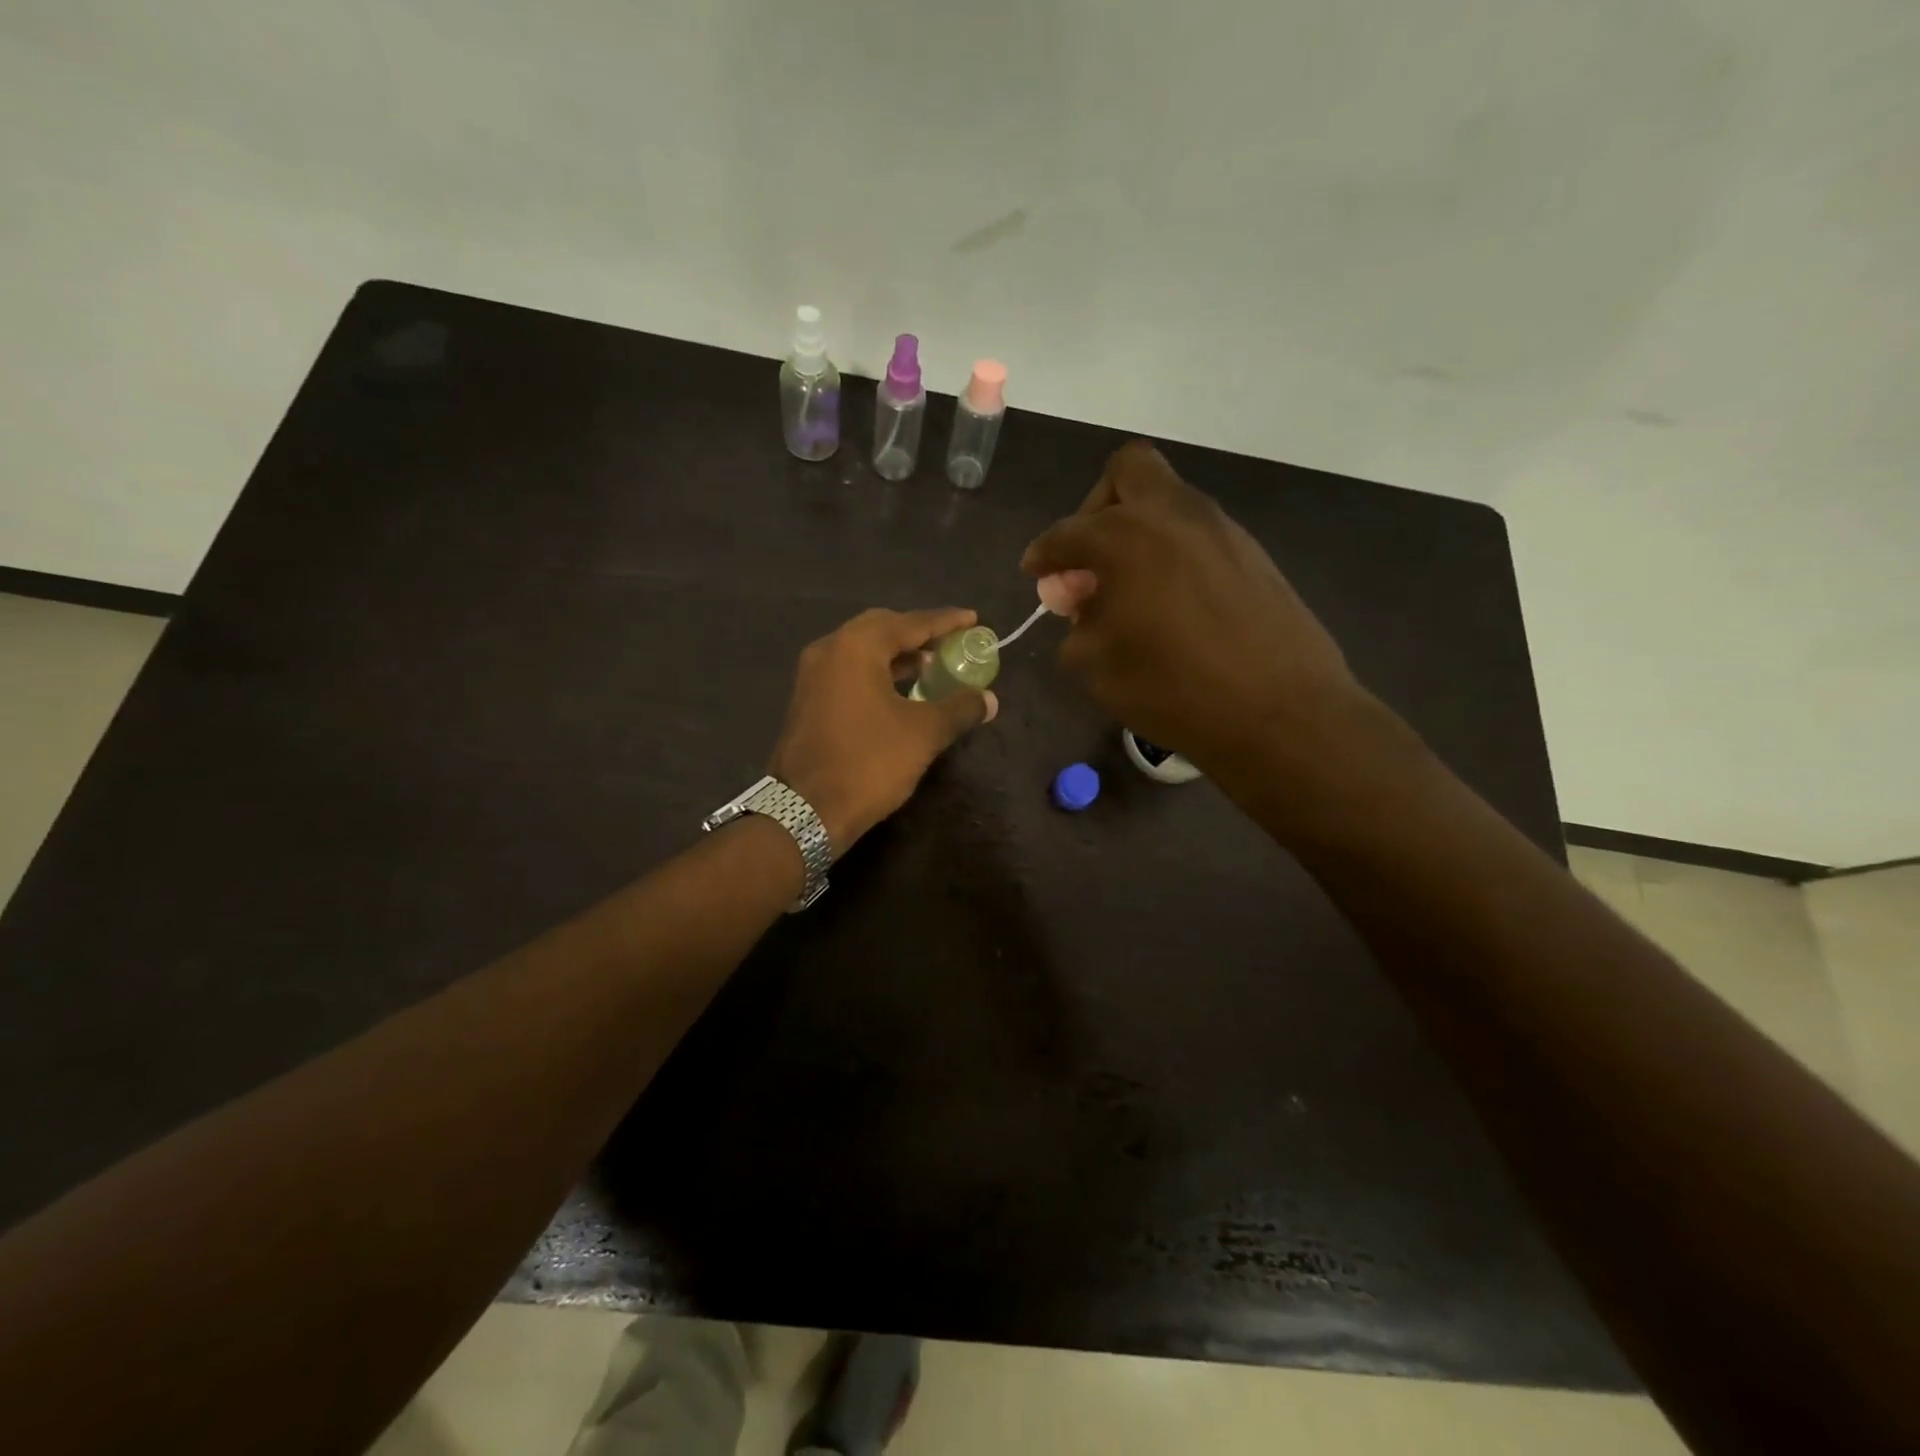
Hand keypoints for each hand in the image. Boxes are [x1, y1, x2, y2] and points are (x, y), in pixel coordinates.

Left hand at [768, 608, 997, 854]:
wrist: (804, 810)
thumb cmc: (868, 763)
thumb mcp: (923, 734)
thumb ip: (959, 708)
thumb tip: (989, 699)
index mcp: (856, 647)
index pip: (910, 623)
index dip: (945, 621)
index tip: (973, 619)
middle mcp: (829, 650)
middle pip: (881, 628)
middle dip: (918, 633)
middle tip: (950, 642)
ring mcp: (813, 675)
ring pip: (862, 651)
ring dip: (898, 654)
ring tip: (932, 666)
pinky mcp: (808, 699)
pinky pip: (849, 671)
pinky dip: (878, 672)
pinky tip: (901, 691)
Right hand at [1021, 440, 1368, 783]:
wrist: (1281, 712)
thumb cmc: (1174, 690)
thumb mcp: (1098, 668)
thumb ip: (1078, 624)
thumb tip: (1081, 605)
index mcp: (1124, 538)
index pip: (1066, 533)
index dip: (1043, 554)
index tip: (1036, 573)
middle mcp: (1173, 515)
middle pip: (1126, 472)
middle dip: (1096, 508)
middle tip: (1091, 558)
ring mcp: (1220, 528)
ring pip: (1167, 501)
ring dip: (1138, 531)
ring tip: (1130, 590)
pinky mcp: (1251, 552)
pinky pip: (1196, 533)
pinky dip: (1172, 553)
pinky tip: (1172, 603)